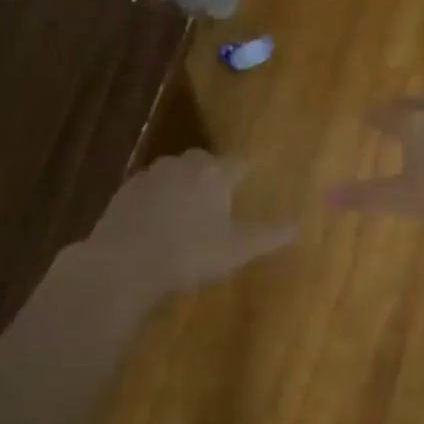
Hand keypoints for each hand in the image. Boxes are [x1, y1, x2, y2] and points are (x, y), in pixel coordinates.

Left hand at [87, 150, 296, 295]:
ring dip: (185, 182)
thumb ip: (270, 236)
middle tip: (221, 195)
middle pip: (206, 161)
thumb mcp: (237, 250)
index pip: (240, 163)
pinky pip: (152, 185)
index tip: (254, 177)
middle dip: (215, 173)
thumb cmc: (189, 254)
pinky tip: (158, 217)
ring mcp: (153, 173)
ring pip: (176, 170)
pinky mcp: (127, 188)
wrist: (124, 262)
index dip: (248, 171)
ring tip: (189, 207)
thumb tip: (300, 226)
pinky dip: (160, 195)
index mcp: (216, 174)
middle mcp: (186, 164)